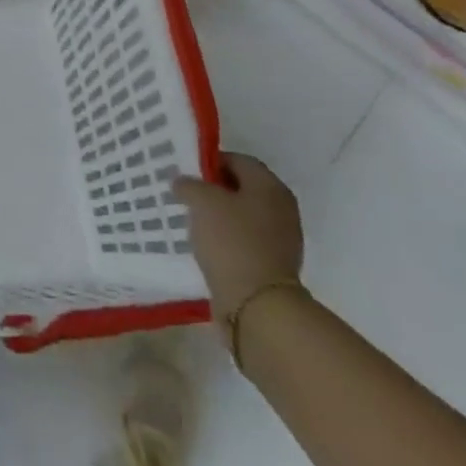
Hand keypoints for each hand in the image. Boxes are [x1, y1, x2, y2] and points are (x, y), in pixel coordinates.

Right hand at [173, 153, 303, 318]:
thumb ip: (190, 185)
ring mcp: (282, 239)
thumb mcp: (202, 202)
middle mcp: (282, 208)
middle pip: (243, 188)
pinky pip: (246, 240)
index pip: (239, 160)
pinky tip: (207, 245)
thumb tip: (183, 182)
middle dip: (215, 189)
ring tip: (192, 220)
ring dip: (220, 215)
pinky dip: (227, 239)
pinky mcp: (273, 264)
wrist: (258, 305)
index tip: (187, 171)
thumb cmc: (232, 242)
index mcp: (270, 187)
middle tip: (187, 194)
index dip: (211, 161)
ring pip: (244, 215)